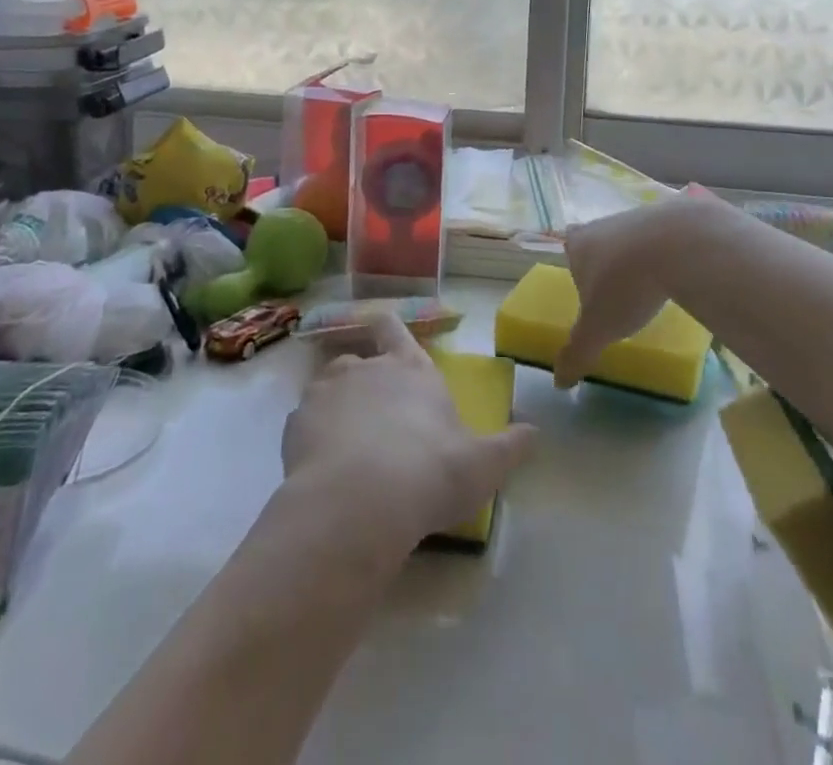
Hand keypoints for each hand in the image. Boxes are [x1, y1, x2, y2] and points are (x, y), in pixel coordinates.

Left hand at [281, 310, 535, 553]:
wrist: (360, 503)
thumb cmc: (430, 472)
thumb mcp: (483, 465)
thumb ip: (511, 446)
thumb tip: (536, 432)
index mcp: (410, 369)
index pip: (394, 328)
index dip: (389, 328)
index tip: (384, 334)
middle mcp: (366, 368)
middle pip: (358, 359)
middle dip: (362, 381)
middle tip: (373, 419)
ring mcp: (326, 391)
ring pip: (327, 386)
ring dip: (335, 406)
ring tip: (345, 444)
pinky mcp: (295, 422)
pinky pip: (303, 422)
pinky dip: (310, 436)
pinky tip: (321, 467)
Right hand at [555, 194, 723, 387]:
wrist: (678, 244)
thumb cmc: (626, 285)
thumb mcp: (598, 328)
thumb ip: (577, 352)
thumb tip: (558, 381)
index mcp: (579, 244)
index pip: (569, 247)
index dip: (577, 266)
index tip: (588, 287)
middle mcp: (603, 224)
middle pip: (600, 242)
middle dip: (607, 264)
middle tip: (619, 293)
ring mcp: (638, 216)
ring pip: (631, 239)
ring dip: (638, 259)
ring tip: (650, 288)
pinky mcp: (671, 216)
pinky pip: (663, 237)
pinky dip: (667, 252)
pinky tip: (677, 273)